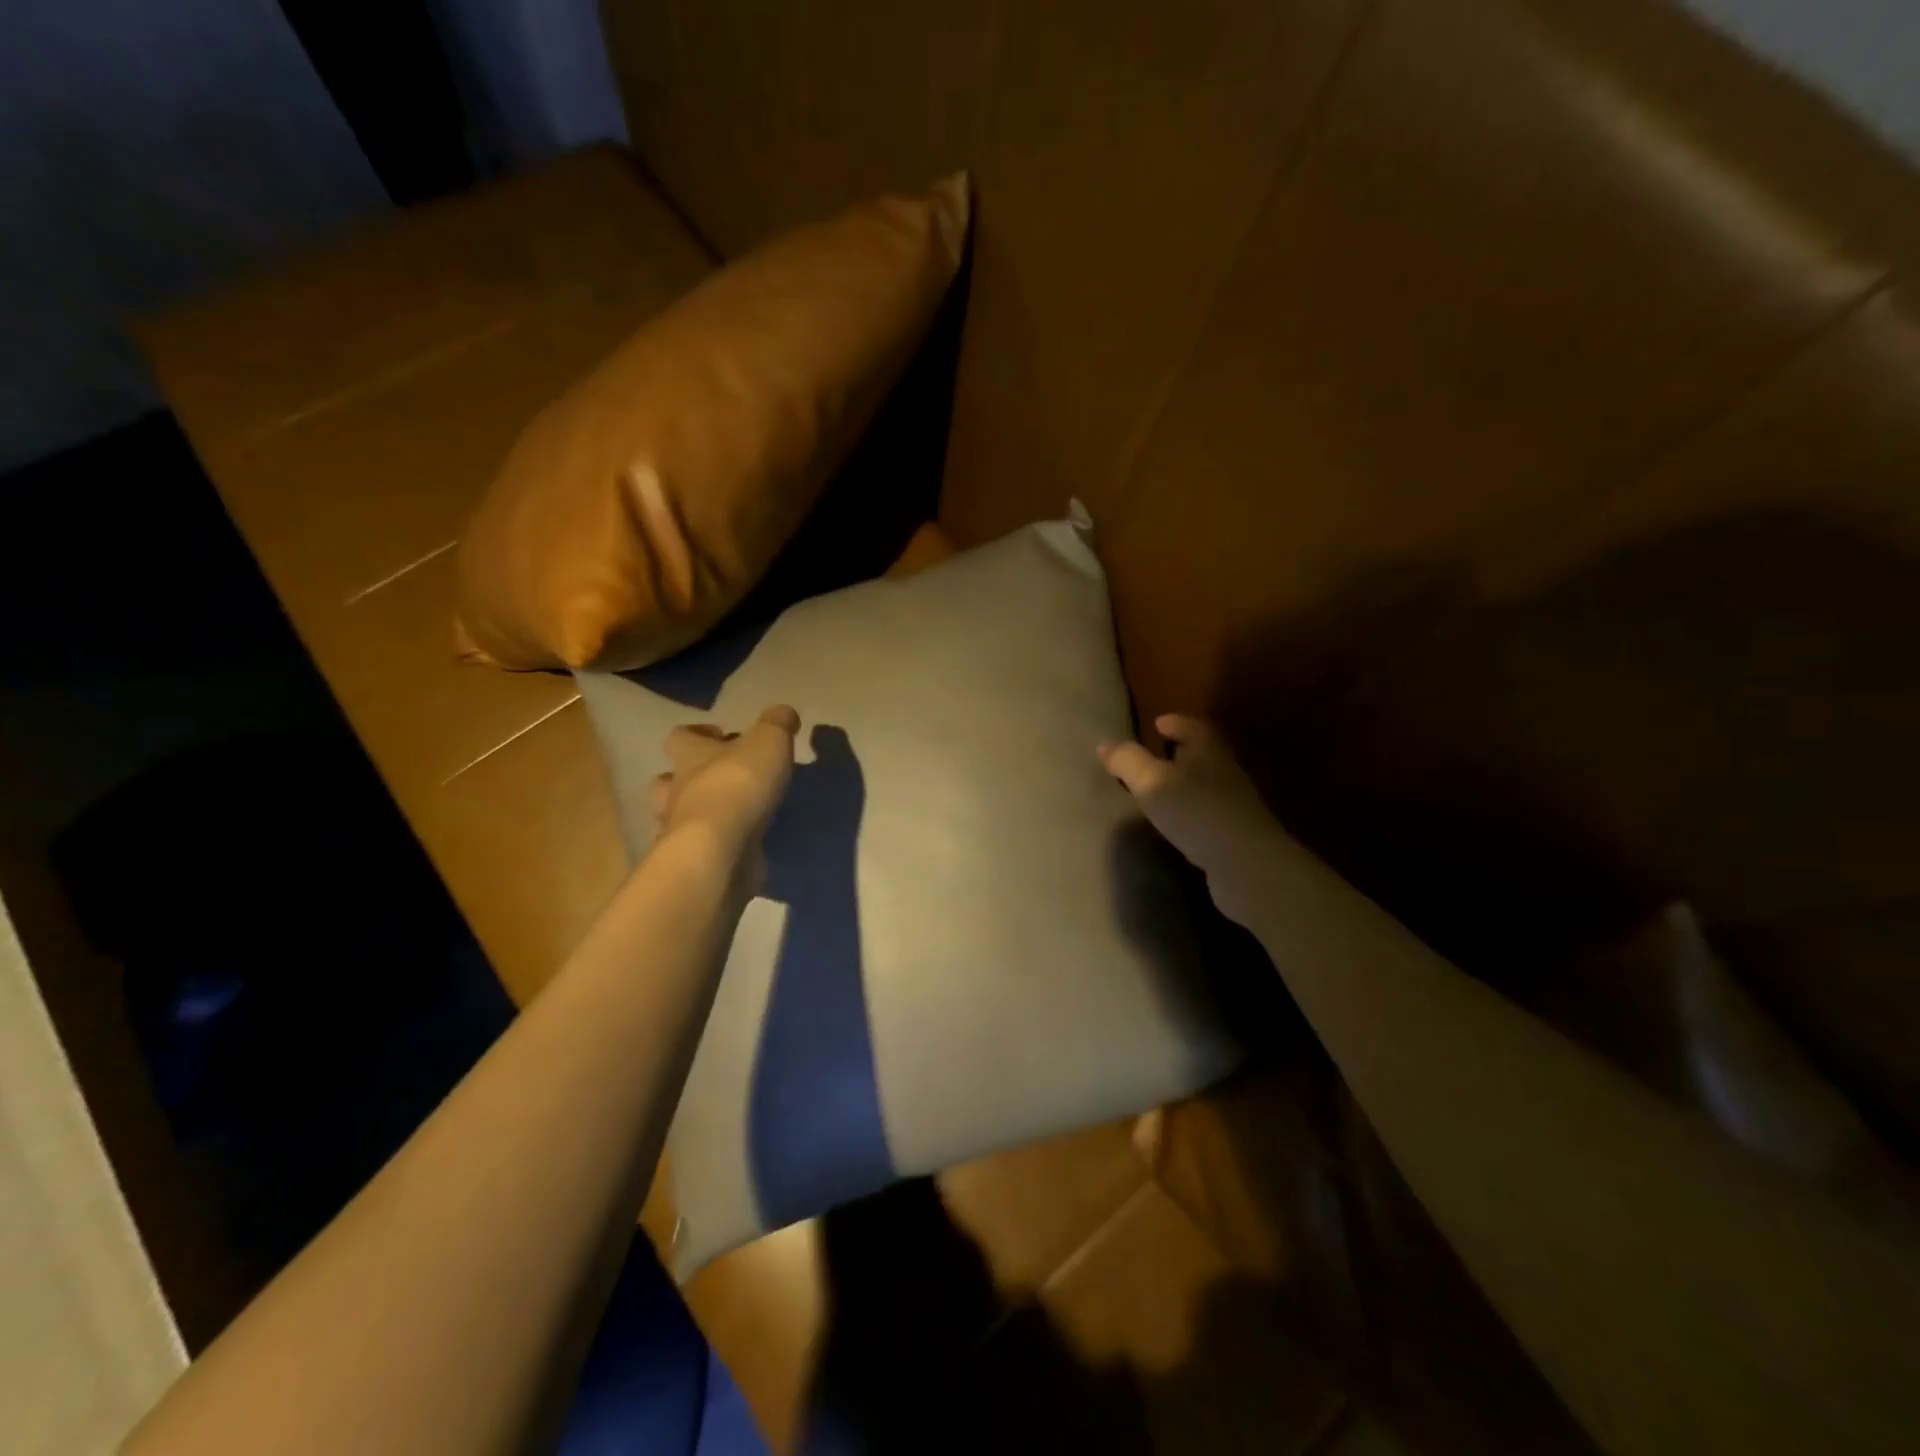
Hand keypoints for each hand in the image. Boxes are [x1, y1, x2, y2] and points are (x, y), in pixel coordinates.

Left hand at [651, 706, 800, 886]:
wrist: (720, 850)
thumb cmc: (738, 785)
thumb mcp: (768, 741)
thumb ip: (777, 723)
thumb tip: (783, 713)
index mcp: (689, 756)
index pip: (680, 737)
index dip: (699, 734)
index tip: (723, 737)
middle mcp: (676, 791)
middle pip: (669, 779)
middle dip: (690, 778)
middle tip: (722, 779)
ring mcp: (678, 830)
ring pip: (678, 816)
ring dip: (698, 813)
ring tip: (731, 815)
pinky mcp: (693, 861)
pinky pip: (699, 848)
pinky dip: (714, 845)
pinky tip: (738, 845)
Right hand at [1099, 715, 1281, 921]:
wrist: (1246, 864)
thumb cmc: (1196, 812)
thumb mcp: (1152, 782)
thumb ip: (1128, 761)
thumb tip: (1105, 743)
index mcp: (1207, 750)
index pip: (1192, 727)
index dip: (1174, 723)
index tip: (1157, 723)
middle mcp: (1224, 771)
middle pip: (1201, 753)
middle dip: (1179, 751)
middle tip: (1153, 754)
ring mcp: (1233, 803)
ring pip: (1203, 783)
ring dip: (1183, 782)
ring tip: (1157, 789)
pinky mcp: (1233, 832)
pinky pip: (1204, 812)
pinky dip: (1188, 810)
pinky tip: (1174, 823)